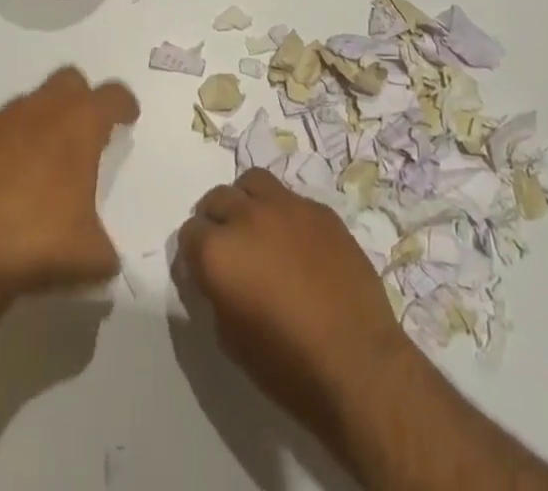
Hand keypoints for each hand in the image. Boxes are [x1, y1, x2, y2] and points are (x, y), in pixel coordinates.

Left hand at [0, 67, 138, 295]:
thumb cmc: (37, 242)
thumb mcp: (89, 257)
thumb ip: (104, 249)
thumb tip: (105, 258)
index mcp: (79, 124)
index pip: (112, 96)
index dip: (123, 104)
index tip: (128, 116)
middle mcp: (40, 111)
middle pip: (68, 81)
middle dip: (80, 99)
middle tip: (85, 131)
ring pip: (28, 104)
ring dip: (41, 123)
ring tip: (44, 162)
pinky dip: (5, 151)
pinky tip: (4, 184)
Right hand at [175, 168, 412, 452]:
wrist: (358, 362)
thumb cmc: (287, 365)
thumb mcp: (231, 338)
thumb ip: (216, 292)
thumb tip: (217, 275)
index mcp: (218, 251)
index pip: (189, 233)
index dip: (193, 254)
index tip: (202, 271)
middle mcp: (247, 216)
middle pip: (217, 198)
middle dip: (215, 220)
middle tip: (227, 247)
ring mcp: (287, 206)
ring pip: (253, 182)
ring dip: (246, 201)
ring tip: (256, 228)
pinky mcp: (320, 209)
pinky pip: (291, 198)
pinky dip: (283, 214)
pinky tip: (295, 243)